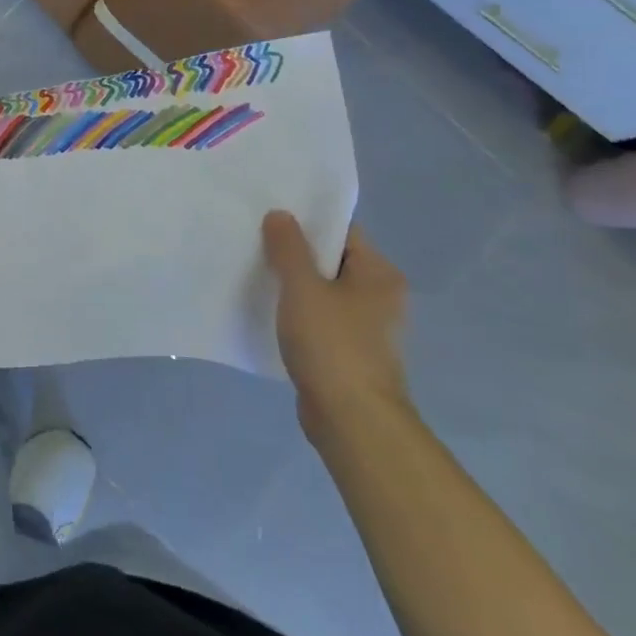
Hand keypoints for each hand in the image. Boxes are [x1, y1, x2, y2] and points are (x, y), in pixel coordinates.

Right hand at [262, 212, 410, 438]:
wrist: (353, 421)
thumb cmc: (332, 346)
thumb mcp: (303, 288)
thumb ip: (288, 248)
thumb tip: (280, 214)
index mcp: (379, 274)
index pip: (342, 232)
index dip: (307, 221)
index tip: (270, 215)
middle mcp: (380, 297)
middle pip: (332, 261)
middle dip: (295, 253)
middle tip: (255, 241)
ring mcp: (367, 329)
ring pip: (323, 292)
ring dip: (294, 285)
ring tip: (255, 272)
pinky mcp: (349, 354)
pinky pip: (319, 321)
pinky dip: (297, 314)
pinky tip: (268, 312)